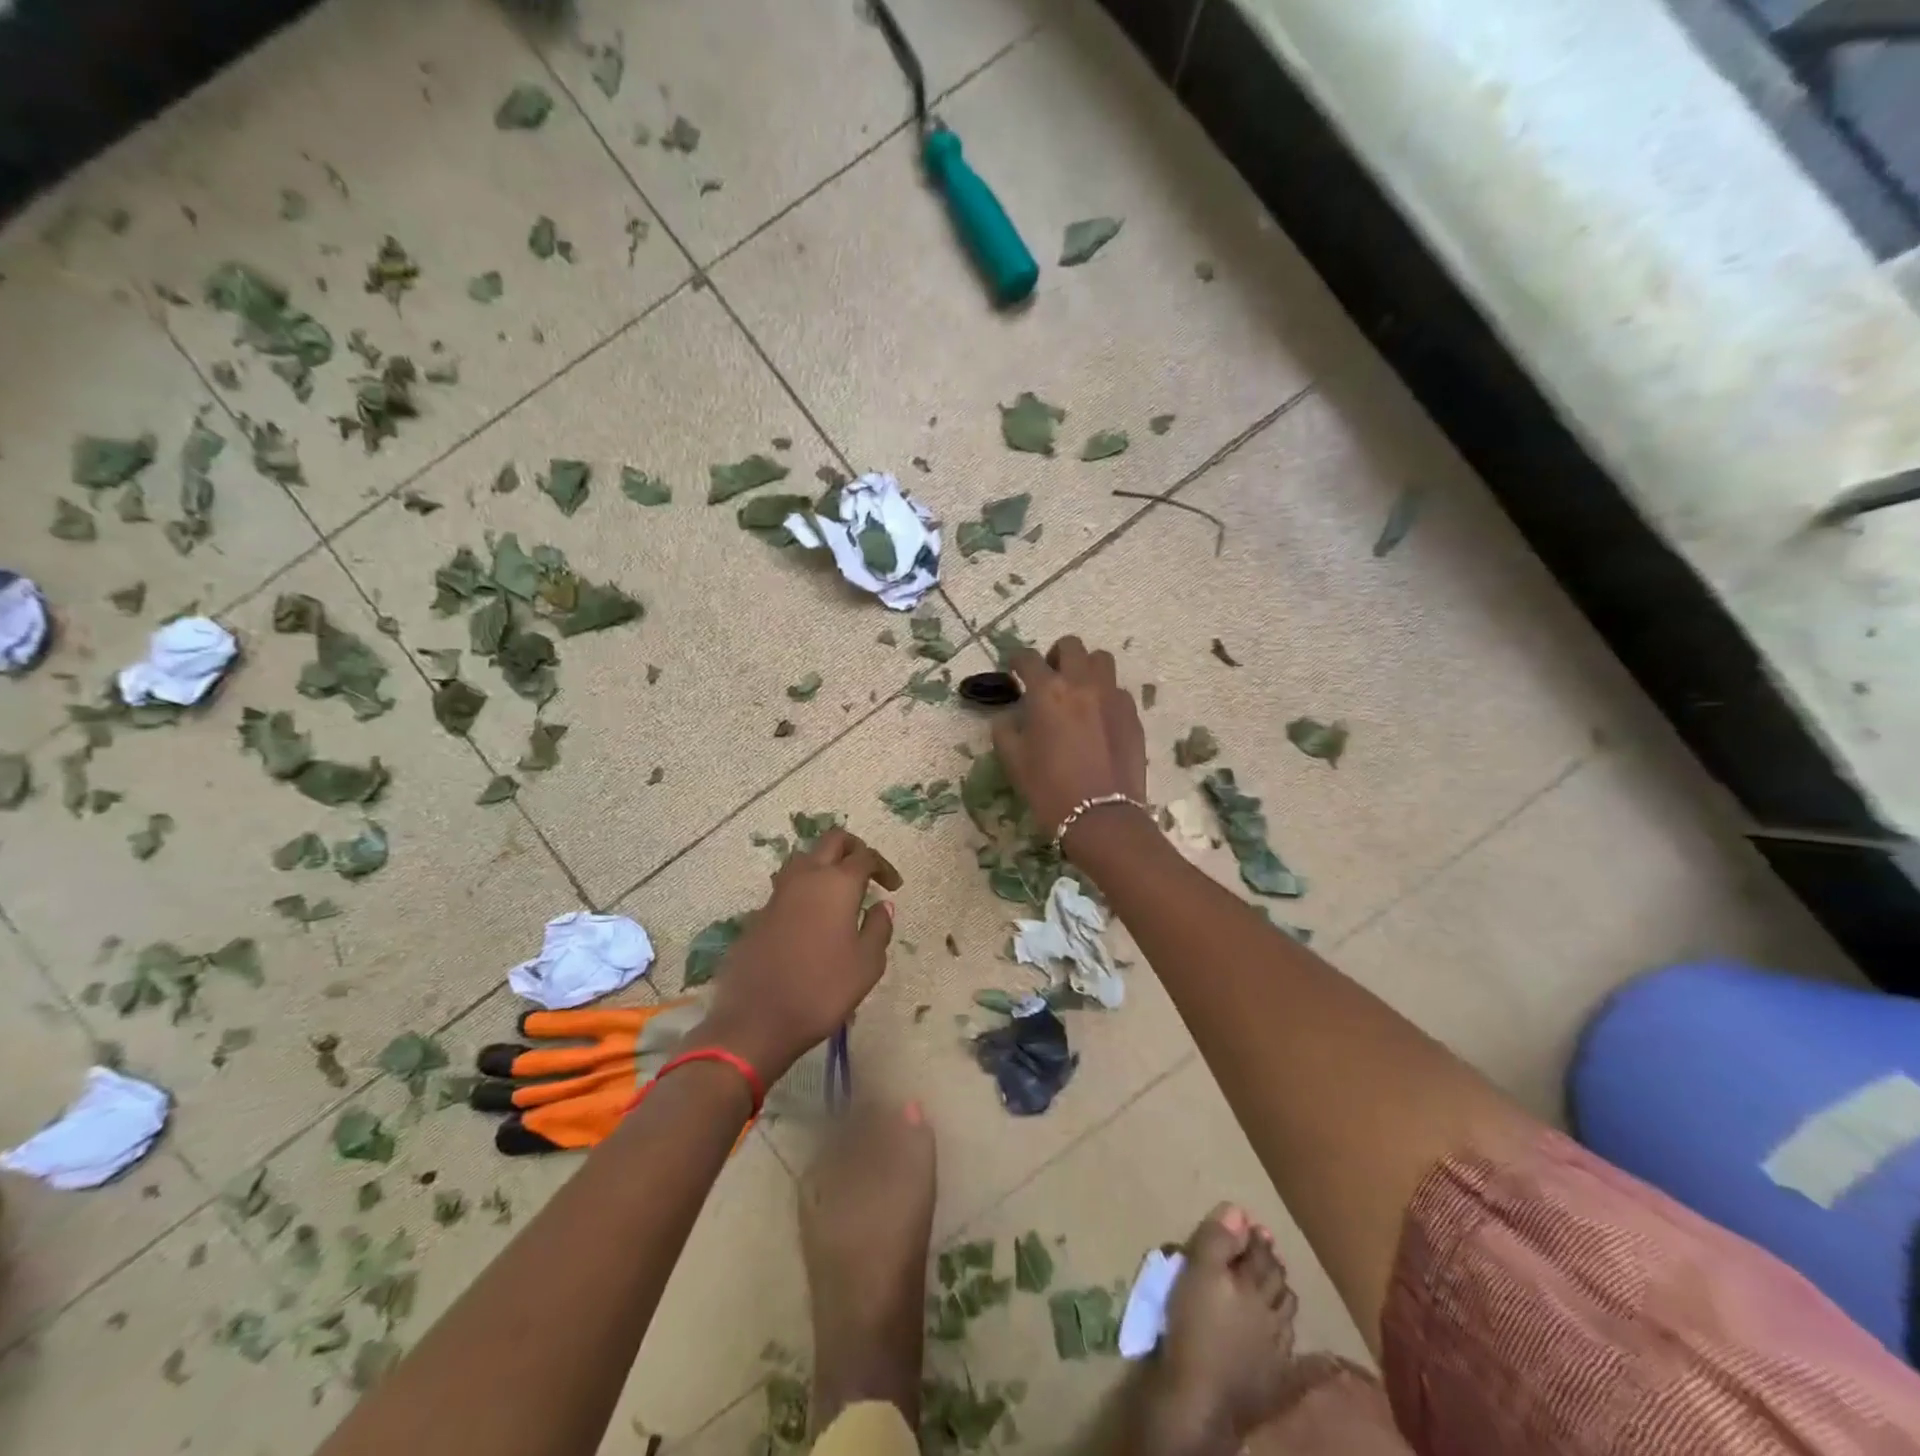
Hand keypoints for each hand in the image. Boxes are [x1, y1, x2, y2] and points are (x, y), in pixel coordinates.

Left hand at [691, 827, 902, 1081]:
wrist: (756, 1020)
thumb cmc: (822, 990)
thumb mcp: (868, 964)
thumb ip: (879, 927)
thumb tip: (881, 905)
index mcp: (837, 884)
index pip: (865, 856)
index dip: (883, 866)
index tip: (893, 886)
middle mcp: (806, 878)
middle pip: (831, 841)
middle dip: (853, 849)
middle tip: (867, 873)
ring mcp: (777, 894)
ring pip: (804, 859)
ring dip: (824, 864)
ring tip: (838, 892)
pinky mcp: (758, 914)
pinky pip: (787, 887)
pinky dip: (804, 890)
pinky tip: (812, 918)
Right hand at [992, 636, 1146, 849]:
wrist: (1101, 816)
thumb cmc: (1049, 788)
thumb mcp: (1013, 761)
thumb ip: (1005, 730)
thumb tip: (1008, 717)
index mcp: (1048, 691)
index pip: (1027, 658)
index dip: (1016, 660)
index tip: (1013, 669)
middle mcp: (1082, 684)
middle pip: (1071, 646)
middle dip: (1055, 655)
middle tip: (1048, 676)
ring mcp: (1112, 696)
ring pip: (1101, 660)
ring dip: (1085, 667)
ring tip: (1077, 690)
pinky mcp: (1132, 715)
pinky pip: (1118, 690)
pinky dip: (1104, 695)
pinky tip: (1098, 718)